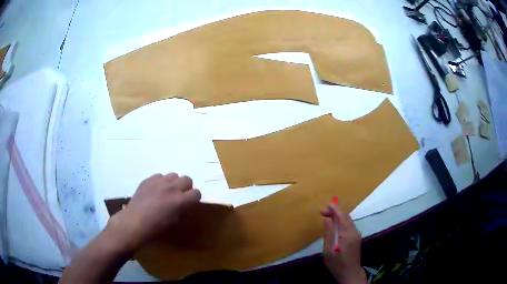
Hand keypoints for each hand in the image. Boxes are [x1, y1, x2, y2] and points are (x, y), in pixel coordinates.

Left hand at [106, 173, 200, 251]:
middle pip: (187, 179)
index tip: (190, 203)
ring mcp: (159, 182)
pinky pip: (159, 176)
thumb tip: (184, 204)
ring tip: (167, 192)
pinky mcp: (148, 180)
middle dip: (186, 188)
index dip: (194, 198)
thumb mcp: (175, 222)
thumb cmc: (156, 228)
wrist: (134, 222)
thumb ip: (182, 210)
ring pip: (173, 175)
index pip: (196, 193)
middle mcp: (172, 188)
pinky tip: (155, 191)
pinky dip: (161, 182)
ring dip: (173, 183)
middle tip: (180, 196)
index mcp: (180, 201)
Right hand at [321, 203, 365, 283]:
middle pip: (345, 217)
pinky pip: (349, 226)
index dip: (334, 209)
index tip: (326, 204)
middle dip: (335, 212)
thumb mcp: (329, 249)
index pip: (341, 216)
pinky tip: (335, 225)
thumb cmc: (337, 263)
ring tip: (327, 216)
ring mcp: (356, 234)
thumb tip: (327, 218)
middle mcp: (354, 231)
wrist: (350, 273)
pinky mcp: (356, 238)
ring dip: (338, 217)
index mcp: (347, 233)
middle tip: (323, 211)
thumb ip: (329, 233)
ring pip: (348, 221)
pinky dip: (341, 222)